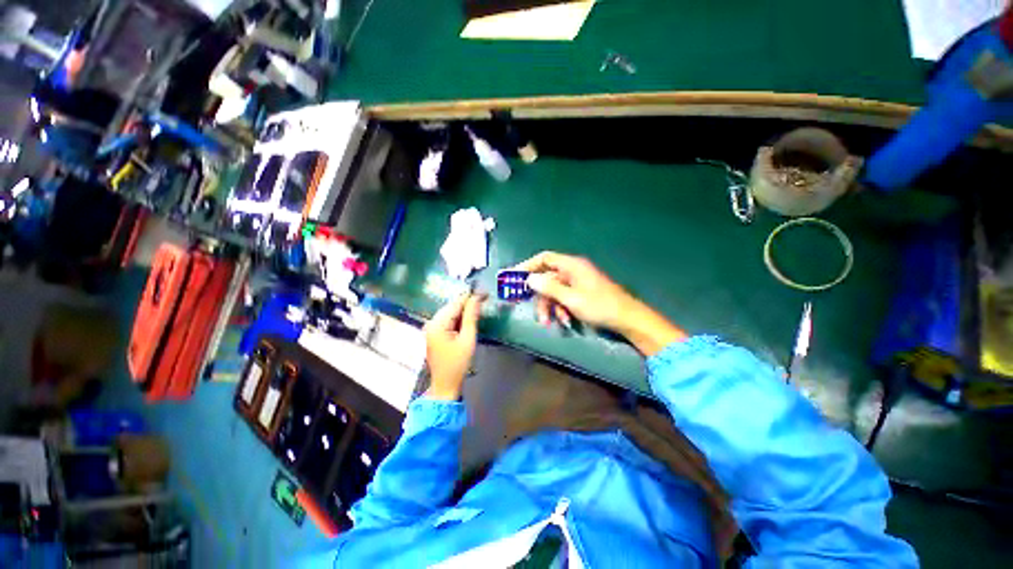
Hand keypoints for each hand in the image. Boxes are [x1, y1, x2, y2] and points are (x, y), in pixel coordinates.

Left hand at [423, 293, 485, 400]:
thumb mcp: (468, 339)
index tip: (485, 292)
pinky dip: (459, 318)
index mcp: (437, 323)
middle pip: (452, 306)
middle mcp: (431, 322)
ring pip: (450, 312)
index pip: (456, 303)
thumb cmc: (458, 364)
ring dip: (464, 310)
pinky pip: (448, 320)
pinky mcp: (434, 333)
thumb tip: (476, 298)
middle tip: (485, 299)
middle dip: (468, 303)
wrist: (445, 385)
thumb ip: (471, 317)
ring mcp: (431, 328)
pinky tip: (469, 319)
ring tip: (480, 307)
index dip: (471, 296)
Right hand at [515, 251, 685, 355]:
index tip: (514, 277)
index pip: (544, 258)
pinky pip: (564, 298)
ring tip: (550, 323)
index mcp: (571, 266)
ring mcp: (578, 282)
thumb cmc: (600, 306)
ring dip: (550, 307)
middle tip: (534, 311)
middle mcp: (573, 271)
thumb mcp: (571, 298)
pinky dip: (561, 309)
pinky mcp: (581, 293)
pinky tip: (566, 322)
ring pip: (555, 291)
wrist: (628, 319)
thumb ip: (549, 288)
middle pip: (547, 278)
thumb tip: (529, 279)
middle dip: (540, 297)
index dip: (528, 266)